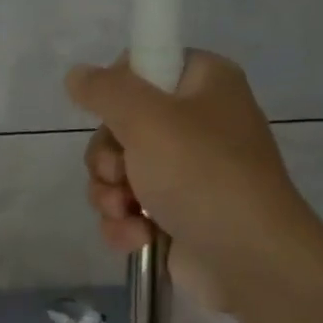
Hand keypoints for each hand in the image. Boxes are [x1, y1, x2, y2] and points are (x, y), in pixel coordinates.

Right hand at [66, 51, 322, 309]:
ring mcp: (184, 172)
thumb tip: (76, 75)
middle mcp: (195, 123)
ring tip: (128, 213)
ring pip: (117, 173)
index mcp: (203, 83)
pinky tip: (138, 237)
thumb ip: (106, 91)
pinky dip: (125, 224)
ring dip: (109, 196)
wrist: (247, 257)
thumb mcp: (148, 120)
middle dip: (107, 159)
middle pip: (119, 126)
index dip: (117, 91)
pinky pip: (128, 209)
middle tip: (120, 174)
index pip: (144, 65)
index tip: (113, 116)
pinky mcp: (172, 214)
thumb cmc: (201, 175)